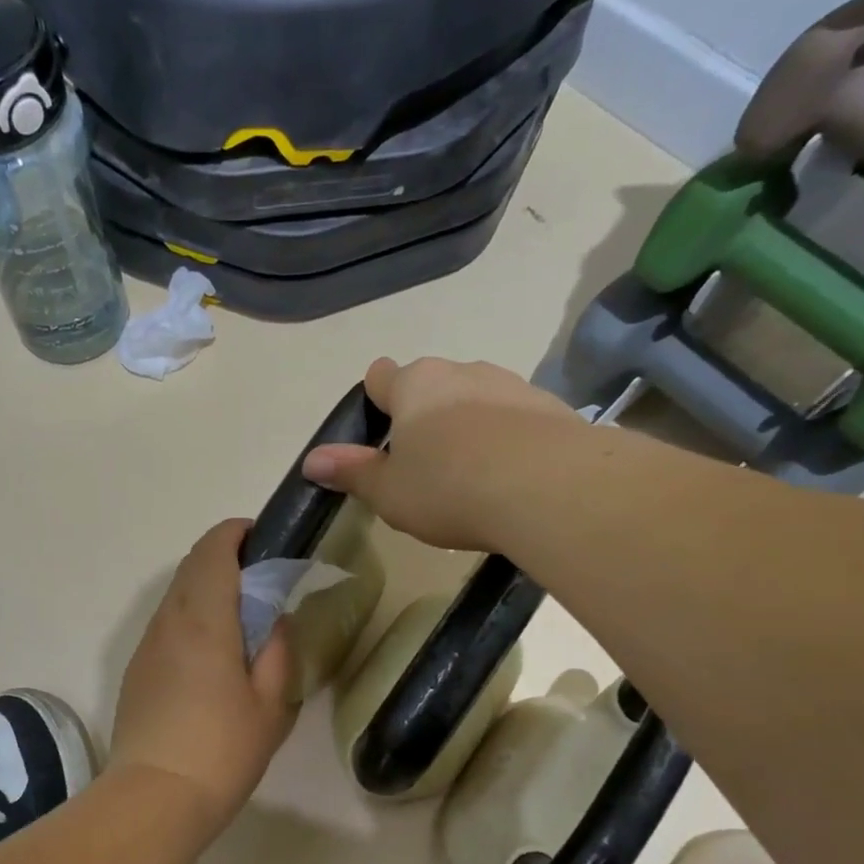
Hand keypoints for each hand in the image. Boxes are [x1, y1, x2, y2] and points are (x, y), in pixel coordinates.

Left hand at [110, 520, 297, 831]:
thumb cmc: (222, 750)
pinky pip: (165, 624)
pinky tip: (209, 651)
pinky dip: (189, 616)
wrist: (155, 796)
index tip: (261, 539)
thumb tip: (272, 620)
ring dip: (204, 588)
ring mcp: (146, 645)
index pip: (213, 551)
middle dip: (223, 558)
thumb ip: (277, 651)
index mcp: (204, 619)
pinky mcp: (136, 669)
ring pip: (174, 595)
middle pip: (191, 567)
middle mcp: (168, 621)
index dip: (235, 534)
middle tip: (258, 579)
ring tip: (237, 616)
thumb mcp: (271, 704)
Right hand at [301, 357, 581, 550]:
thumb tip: (311, 461)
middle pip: (431, 385)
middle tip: (422, 464)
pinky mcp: (552, 406)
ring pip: (475, 398)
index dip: (375, 398)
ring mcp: (510, 384)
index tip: (378, 430)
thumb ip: (351, 472)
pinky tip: (508, 477)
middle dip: (423, 416)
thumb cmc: (449, 486)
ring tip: (469, 475)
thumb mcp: (388, 491)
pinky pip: (515, 418)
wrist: (551, 488)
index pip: (381, 375)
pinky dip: (506, 438)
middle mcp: (461, 371)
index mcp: (414, 385)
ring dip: (467, 426)